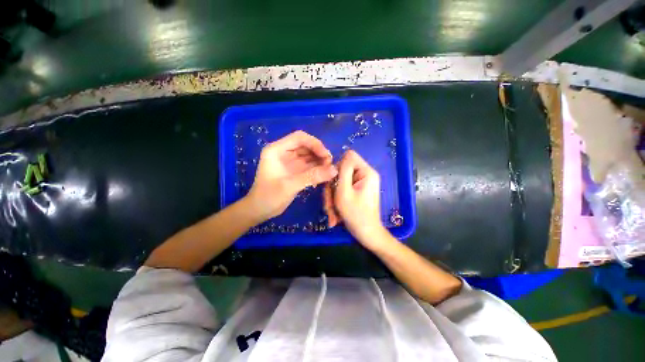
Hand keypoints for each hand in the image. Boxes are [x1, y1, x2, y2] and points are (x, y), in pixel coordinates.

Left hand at [245, 131, 336, 221]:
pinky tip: (324, 175)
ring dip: (320, 161)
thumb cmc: (269, 196)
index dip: (315, 144)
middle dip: (319, 153)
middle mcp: (284, 152)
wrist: (260, 211)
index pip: (299, 138)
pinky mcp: (294, 170)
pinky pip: (309, 165)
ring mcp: (290, 162)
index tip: (326, 156)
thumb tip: (335, 170)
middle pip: (306, 146)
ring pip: (309, 155)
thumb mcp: (290, 185)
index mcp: (277, 150)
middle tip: (330, 165)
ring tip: (329, 171)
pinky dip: (317, 169)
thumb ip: (312, 176)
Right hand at [327, 150, 387, 247]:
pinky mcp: (357, 191)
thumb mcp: (345, 191)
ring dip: (333, 198)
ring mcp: (361, 183)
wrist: (366, 235)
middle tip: (329, 204)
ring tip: (332, 213)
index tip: (333, 182)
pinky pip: (343, 190)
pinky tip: (336, 215)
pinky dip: (337, 201)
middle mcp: (365, 175)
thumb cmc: (356, 214)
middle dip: (332, 189)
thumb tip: (343, 156)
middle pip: (342, 171)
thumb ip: (343, 171)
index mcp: (366, 172)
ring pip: (340, 183)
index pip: (349, 156)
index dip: (337, 166)